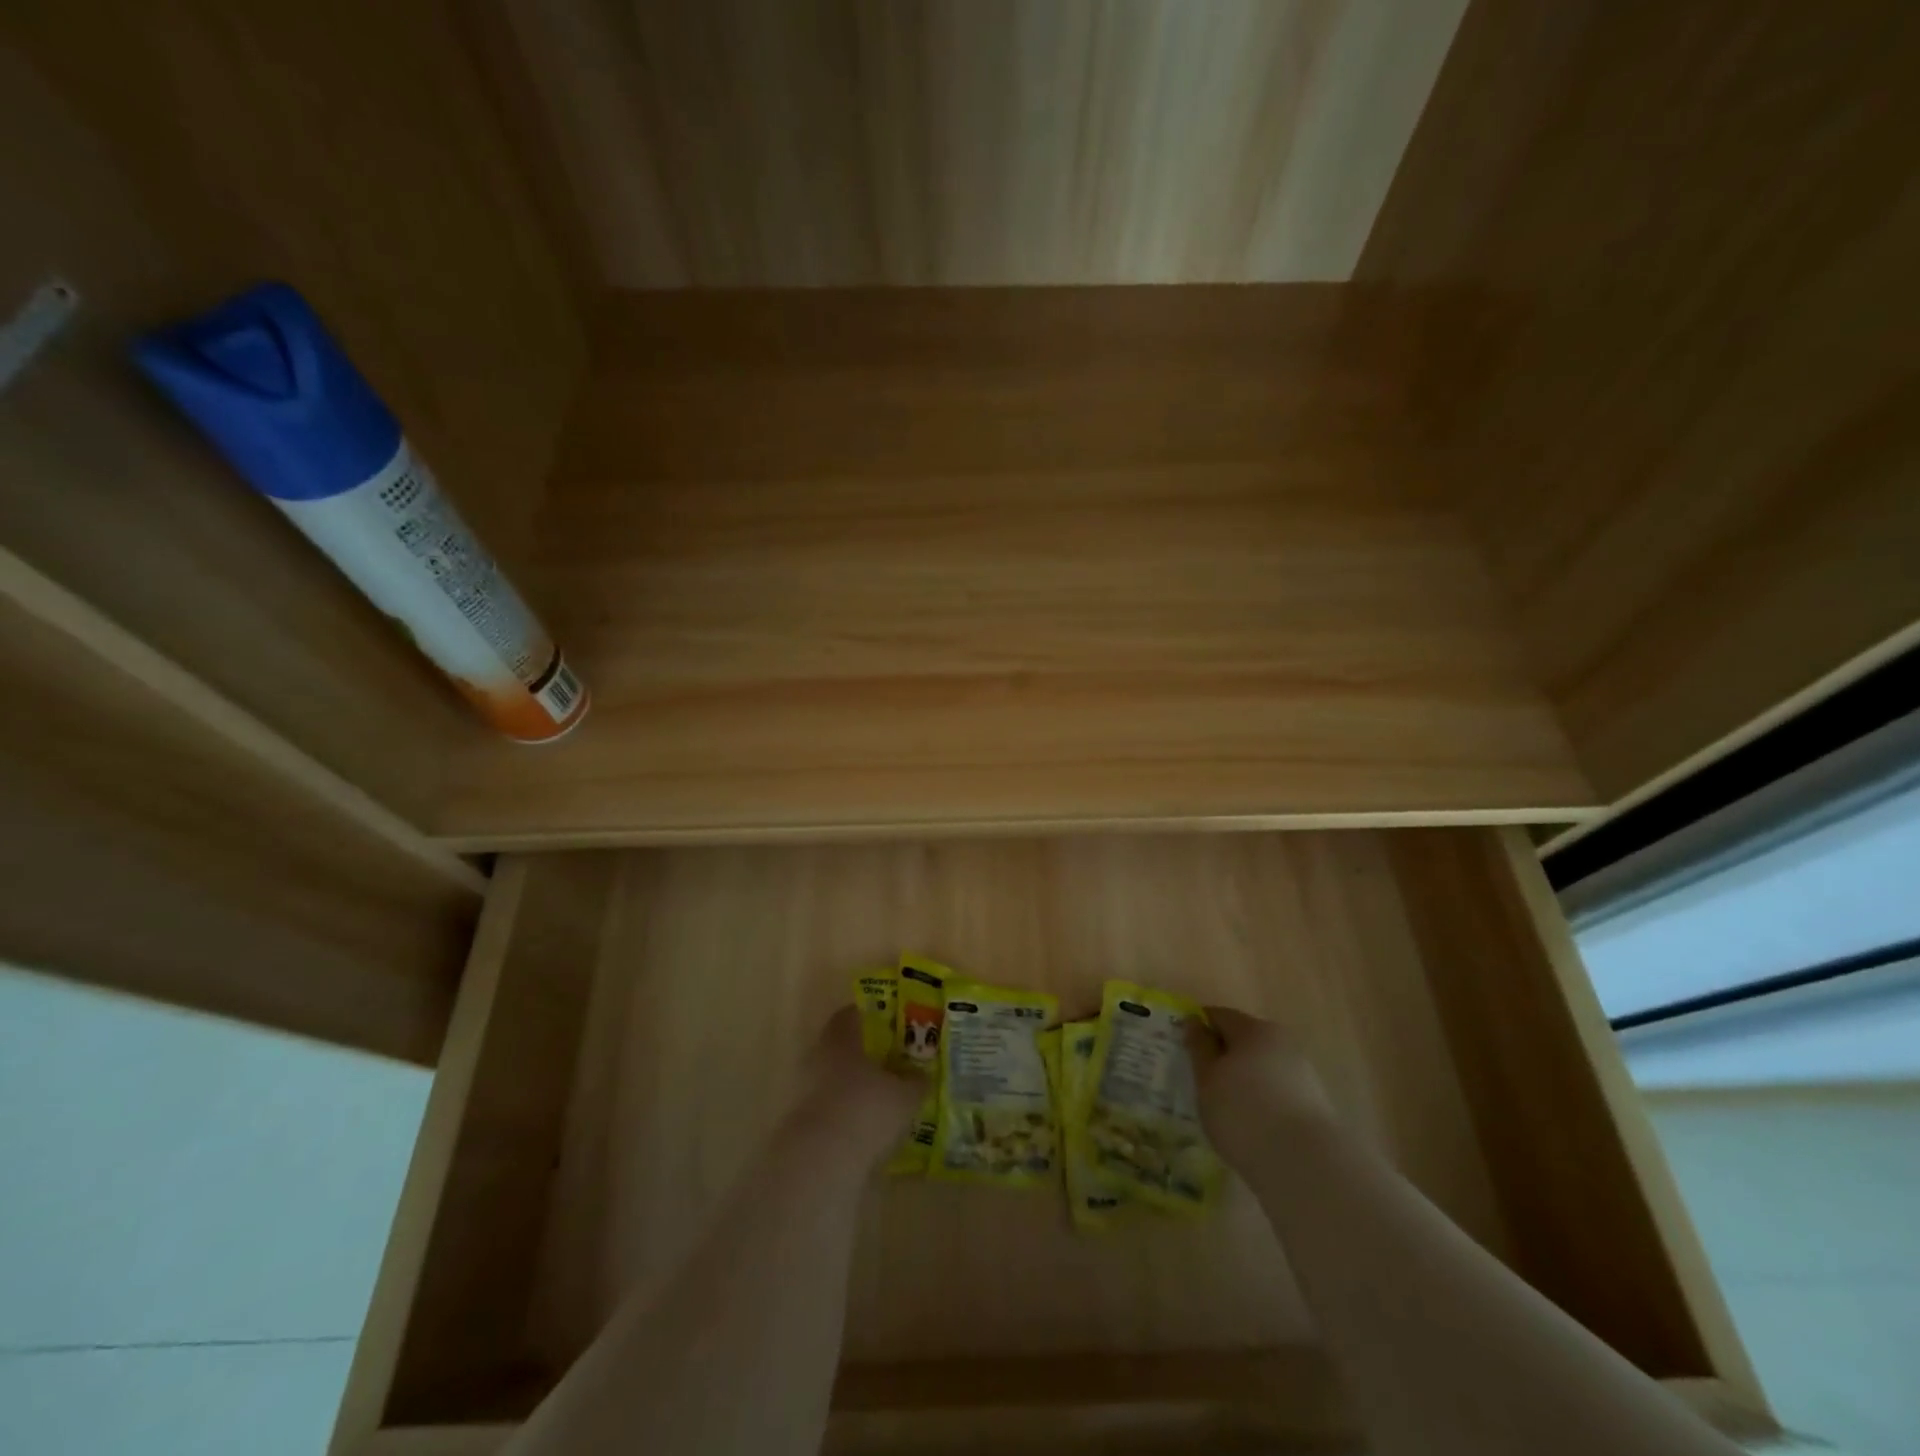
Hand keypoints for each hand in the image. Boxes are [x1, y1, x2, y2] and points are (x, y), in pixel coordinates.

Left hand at [799, 1006, 922, 1156]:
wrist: (822, 1162)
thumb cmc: (867, 1111)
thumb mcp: (904, 1095)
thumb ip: (915, 1081)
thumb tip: (922, 1073)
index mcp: (841, 1039)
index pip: (850, 1014)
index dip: (868, 1015)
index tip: (888, 1021)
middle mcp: (819, 1058)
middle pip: (841, 1047)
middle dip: (864, 1053)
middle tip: (890, 1060)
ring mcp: (806, 1091)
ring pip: (834, 1079)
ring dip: (854, 1086)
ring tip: (882, 1097)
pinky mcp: (803, 1124)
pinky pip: (830, 1109)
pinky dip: (846, 1113)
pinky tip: (867, 1126)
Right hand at [1189, 1006, 1334, 1164]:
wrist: (1305, 1165)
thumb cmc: (1243, 1113)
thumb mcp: (1207, 1079)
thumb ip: (1199, 1047)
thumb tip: (1194, 1022)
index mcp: (1253, 1029)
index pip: (1219, 1016)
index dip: (1198, 1029)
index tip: (1184, 1051)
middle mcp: (1281, 1042)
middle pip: (1244, 1039)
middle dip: (1223, 1055)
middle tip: (1202, 1082)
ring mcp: (1302, 1072)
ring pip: (1262, 1066)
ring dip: (1243, 1079)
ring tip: (1226, 1108)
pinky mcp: (1315, 1103)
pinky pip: (1277, 1090)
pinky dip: (1261, 1099)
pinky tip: (1251, 1124)